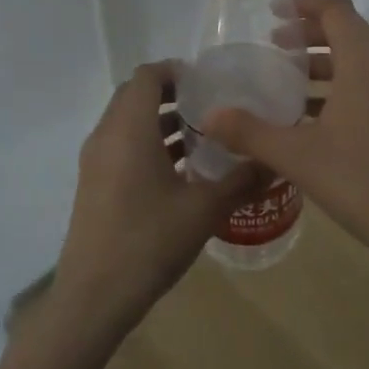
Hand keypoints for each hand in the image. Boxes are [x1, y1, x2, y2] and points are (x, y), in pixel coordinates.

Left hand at [50, 62, 262, 341]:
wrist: (94, 296)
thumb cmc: (149, 241)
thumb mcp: (204, 210)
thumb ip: (241, 180)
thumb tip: (275, 161)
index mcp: (129, 128)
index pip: (148, 75)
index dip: (177, 71)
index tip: (210, 83)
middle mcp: (106, 135)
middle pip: (135, 95)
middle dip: (172, 95)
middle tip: (211, 108)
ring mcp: (95, 161)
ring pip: (127, 122)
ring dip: (160, 122)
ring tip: (202, 138)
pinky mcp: (93, 184)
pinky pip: (121, 147)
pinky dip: (147, 145)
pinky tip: (180, 173)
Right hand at [203, 0, 368, 282]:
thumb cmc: (365, 184)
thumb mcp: (299, 158)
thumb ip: (250, 133)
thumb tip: (209, 118)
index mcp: (366, 64)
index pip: (335, 9)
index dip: (303, 1)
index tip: (272, 11)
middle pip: (348, 32)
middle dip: (308, 33)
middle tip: (273, 46)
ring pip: (360, 62)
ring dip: (324, 64)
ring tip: (287, 83)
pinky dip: (342, 87)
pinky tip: (315, 120)